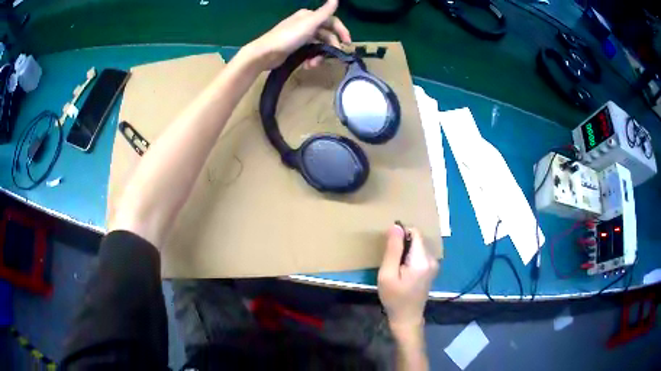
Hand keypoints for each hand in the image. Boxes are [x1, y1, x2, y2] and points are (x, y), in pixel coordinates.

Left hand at [240, 0, 350, 70]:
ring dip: (319, 55)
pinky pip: (309, 52)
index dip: (341, 31)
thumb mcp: (309, 23)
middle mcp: (306, 24)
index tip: (348, 43)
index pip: (332, 21)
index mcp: (309, 16)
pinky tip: (307, 65)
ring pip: (318, 45)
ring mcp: (300, 36)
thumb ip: (324, 12)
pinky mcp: (295, 48)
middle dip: (330, 46)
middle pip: (326, 34)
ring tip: (314, 64)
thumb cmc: (288, 37)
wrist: (265, 53)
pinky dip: (311, 59)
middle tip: (334, 57)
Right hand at [378, 224, 438, 331]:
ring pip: (417, 246)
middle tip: (391, 261)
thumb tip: (396, 226)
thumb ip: (393, 250)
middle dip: (402, 244)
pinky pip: (419, 254)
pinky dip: (410, 257)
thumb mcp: (387, 274)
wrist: (407, 318)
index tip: (389, 248)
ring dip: (405, 251)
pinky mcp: (431, 268)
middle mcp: (432, 259)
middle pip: (417, 239)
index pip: (415, 232)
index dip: (400, 235)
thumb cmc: (394, 298)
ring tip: (396, 267)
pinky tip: (403, 271)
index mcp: (422, 260)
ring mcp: (434, 264)